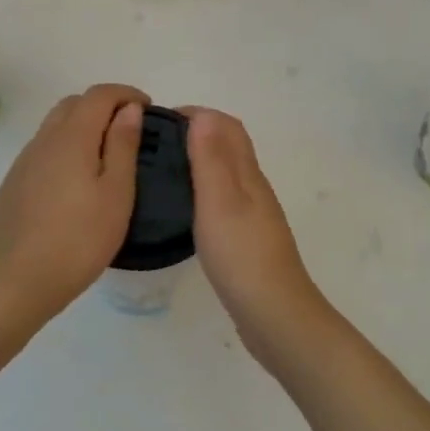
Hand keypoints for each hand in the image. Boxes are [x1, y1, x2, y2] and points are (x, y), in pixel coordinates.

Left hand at [0, 83, 148, 321]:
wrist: (19, 279)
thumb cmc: (80, 238)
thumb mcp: (117, 193)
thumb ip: (123, 145)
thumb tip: (129, 109)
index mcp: (72, 137)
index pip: (99, 94)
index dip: (126, 93)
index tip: (147, 107)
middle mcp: (44, 140)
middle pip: (73, 104)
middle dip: (103, 105)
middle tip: (129, 130)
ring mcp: (25, 161)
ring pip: (55, 126)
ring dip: (82, 126)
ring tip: (106, 155)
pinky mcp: (14, 182)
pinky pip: (44, 149)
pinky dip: (66, 147)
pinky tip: (77, 181)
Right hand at [183, 109, 333, 365]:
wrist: (274, 315)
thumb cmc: (242, 255)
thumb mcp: (220, 201)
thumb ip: (212, 158)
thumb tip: (203, 115)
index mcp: (248, 175)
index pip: (227, 127)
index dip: (197, 115)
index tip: (160, 120)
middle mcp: (254, 189)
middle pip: (229, 147)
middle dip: (196, 134)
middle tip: (155, 144)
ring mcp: (253, 216)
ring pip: (227, 175)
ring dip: (199, 162)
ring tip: (163, 171)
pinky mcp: (247, 241)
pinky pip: (224, 201)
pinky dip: (203, 192)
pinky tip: (184, 210)